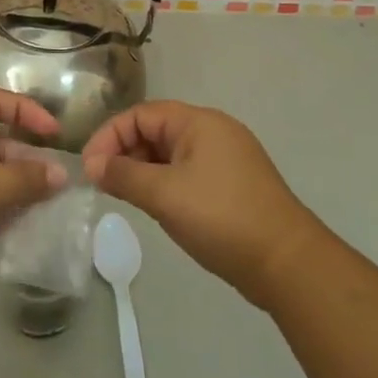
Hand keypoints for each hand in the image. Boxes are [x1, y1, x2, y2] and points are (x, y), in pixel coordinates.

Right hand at [82, 101, 323, 309]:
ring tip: (125, 197)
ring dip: (143, 170)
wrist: (287, 263)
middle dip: (125, 152)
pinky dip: (165, 182)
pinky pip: (187, 172)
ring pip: (171, 153)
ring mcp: (226, 158)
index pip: (141, 114)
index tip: (89, 167)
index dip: (110, 136)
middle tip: (103, 184)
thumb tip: (92, 165)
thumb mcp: (164, 195)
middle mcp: (213, 131)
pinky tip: (157, 206)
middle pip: (156, 130)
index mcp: (199, 122)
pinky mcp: (233, 184)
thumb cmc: (221, 218)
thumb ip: (124, 175)